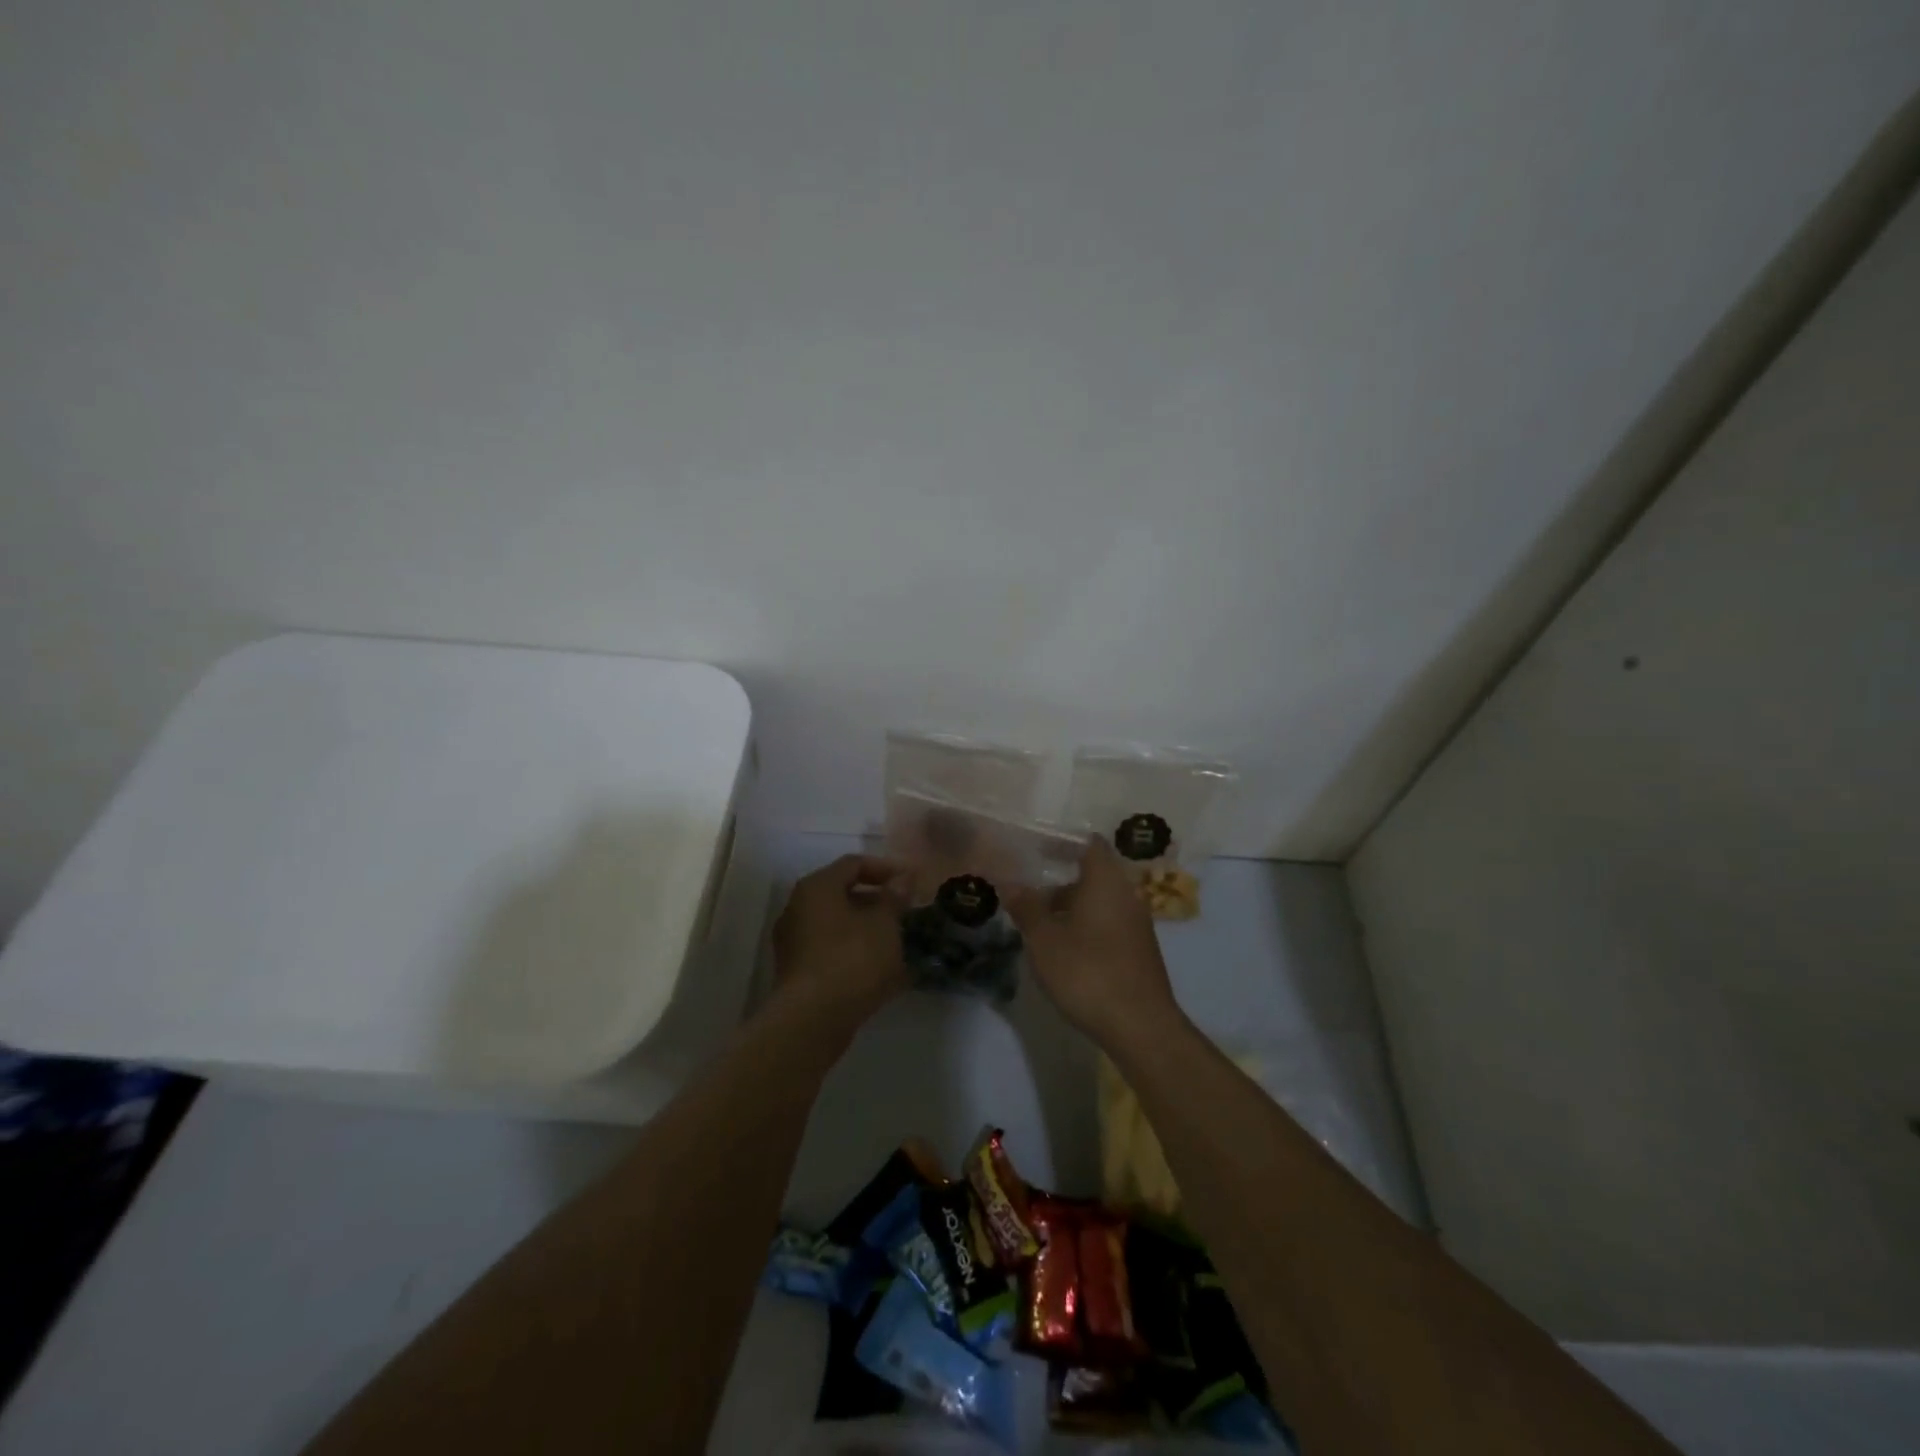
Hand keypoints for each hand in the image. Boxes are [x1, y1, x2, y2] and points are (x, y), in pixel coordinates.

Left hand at [769, 854, 909, 1032]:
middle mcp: (798, 908)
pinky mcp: (798, 972)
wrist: (813, 1020)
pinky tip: (882, 969)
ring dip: (868, 928)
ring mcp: (795, 942)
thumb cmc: (852, 959)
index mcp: (816, 887)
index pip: (853, 864)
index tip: (911, 882)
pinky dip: (856, 952)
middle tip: (906, 911)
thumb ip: (894, 897)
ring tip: (899, 940)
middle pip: (843, 894)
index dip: (886, 868)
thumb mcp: (884, 924)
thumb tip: (903, 878)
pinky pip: (832, 950)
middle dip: (877, 900)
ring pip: (838, 924)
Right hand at [1007, 838, 1181, 1049]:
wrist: (1141, 1026)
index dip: (1062, 842)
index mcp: (1106, 881)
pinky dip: (1085, 926)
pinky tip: (1064, 950)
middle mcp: (1127, 894)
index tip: (1035, 849)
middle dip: (1059, 881)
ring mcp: (1137, 923)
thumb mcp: (1045, 940)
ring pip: (1100, 902)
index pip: (1088, 843)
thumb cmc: (1088, 972)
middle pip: (1092, 874)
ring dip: (1070, 907)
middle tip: (1027, 893)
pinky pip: (1108, 923)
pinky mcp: (1139, 950)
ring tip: (1038, 925)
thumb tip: (1009, 883)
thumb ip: (1026, 907)